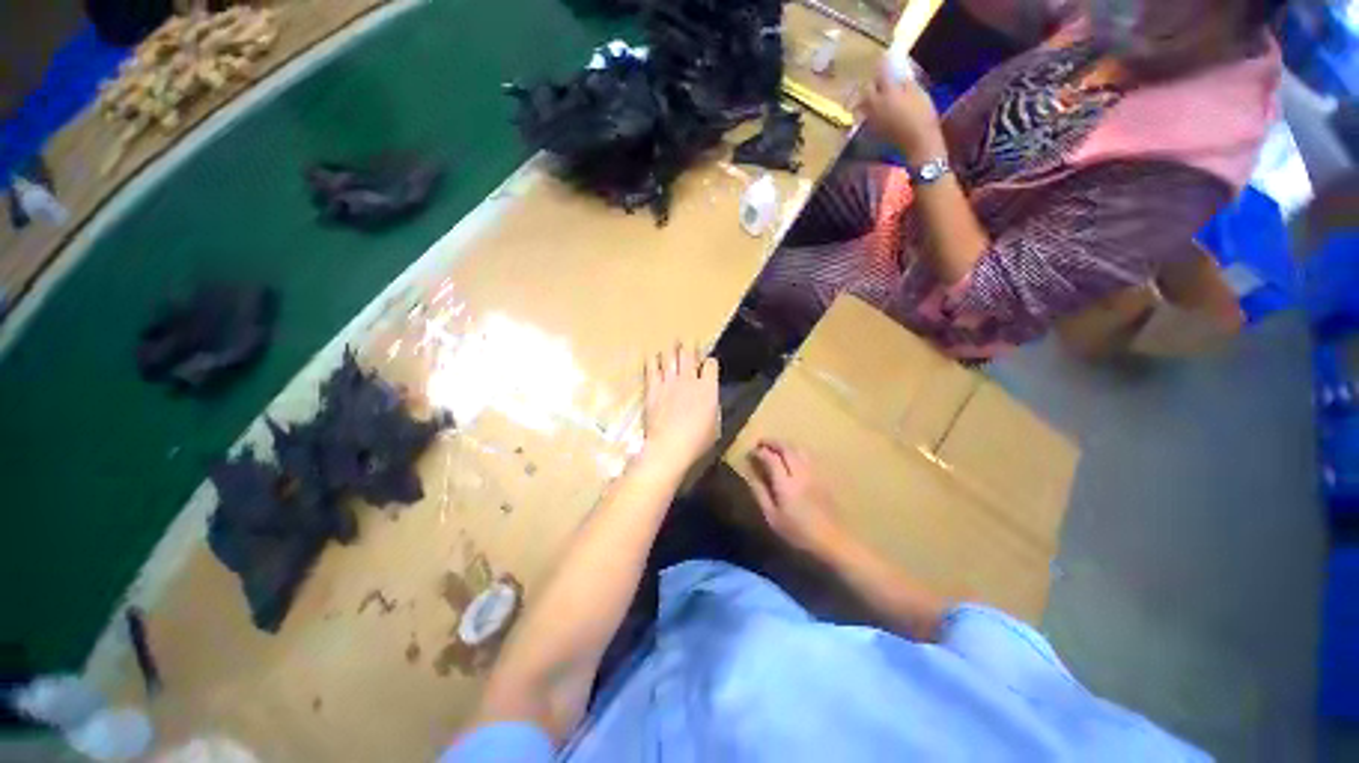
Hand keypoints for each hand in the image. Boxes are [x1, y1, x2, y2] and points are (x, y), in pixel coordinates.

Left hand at [641, 343, 719, 471]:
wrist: (669, 446)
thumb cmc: (697, 441)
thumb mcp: (714, 426)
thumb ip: (712, 409)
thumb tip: (710, 403)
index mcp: (708, 388)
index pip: (711, 365)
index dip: (710, 363)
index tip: (708, 365)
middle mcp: (689, 379)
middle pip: (689, 354)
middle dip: (690, 346)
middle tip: (688, 342)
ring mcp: (669, 382)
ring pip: (670, 356)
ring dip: (672, 349)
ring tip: (672, 344)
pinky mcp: (653, 388)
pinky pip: (652, 368)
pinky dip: (653, 360)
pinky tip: (653, 357)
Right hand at [746, 440, 846, 555]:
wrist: (832, 540)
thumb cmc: (798, 532)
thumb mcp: (772, 517)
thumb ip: (760, 492)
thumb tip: (750, 474)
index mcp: (786, 483)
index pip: (771, 458)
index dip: (759, 452)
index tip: (751, 452)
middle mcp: (801, 473)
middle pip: (787, 448)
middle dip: (773, 442)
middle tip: (761, 442)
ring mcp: (814, 473)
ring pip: (799, 448)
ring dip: (786, 444)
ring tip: (776, 447)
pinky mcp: (823, 476)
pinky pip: (808, 455)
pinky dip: (797, 450)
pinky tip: (793, 456)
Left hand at [857, 66, 945, 163]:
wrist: (917, 142)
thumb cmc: (922, 115)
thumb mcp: (917, 92)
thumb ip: (904, 81)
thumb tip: (898, 72)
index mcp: (887, 92)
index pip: (881, 73)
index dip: (882, 64)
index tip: (884, 58)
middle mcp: (875, 105)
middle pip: (866, 90)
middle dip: (871, 83)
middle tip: (878, 79)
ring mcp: (872, 118)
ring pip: (862, 104)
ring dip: (866, 97)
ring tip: (874, 94)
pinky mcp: (873, 129)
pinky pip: (866, 115)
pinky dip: (868, 109)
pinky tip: (875, 108)